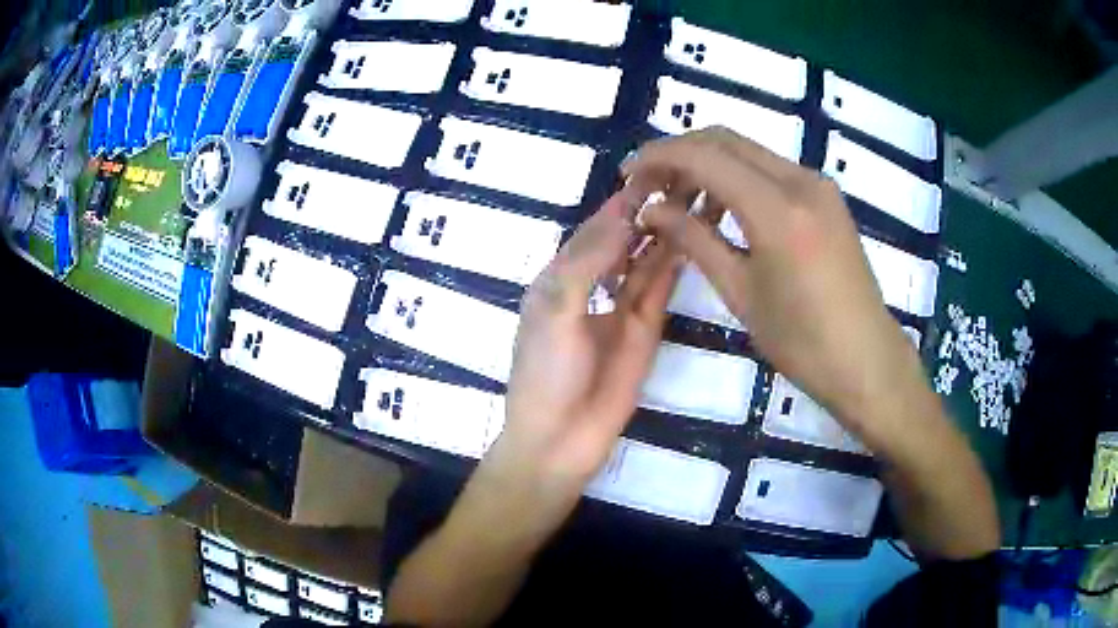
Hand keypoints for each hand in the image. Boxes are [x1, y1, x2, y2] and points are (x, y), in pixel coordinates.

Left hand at [490, 189, 683, 500]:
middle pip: (625, 238)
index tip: (653, 169)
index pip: (595, 227)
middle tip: (684, 177)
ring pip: (647, 259)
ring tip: (695, 199)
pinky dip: (673, 263)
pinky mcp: (646, 329)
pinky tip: (692, 236)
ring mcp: (622, 306)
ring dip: (666, 231)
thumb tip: (622, 214)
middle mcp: (594, 283)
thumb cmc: (545, 372)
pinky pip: (660, 288)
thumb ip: (587, 261)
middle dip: (648, 210)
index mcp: (561, 275)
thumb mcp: (555, 309)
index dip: (621, 200)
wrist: (561, 438)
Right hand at [625, 128, 998, 559]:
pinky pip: (769, 169)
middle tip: (649, 187)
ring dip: (707, 165)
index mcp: (777, 208)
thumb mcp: (740, 293)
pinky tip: (720, 210)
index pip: (704, 156)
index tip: (628, 176)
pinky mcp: (825, 197)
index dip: (658, 157)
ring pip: (747, 151)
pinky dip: (736, 178)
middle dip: (679, 153)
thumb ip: (693, 239)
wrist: (867, 360)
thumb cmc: (803, 342)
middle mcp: (800, 180)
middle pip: (725, 139)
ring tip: (678, 202)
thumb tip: (650, 209)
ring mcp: (817, 185)